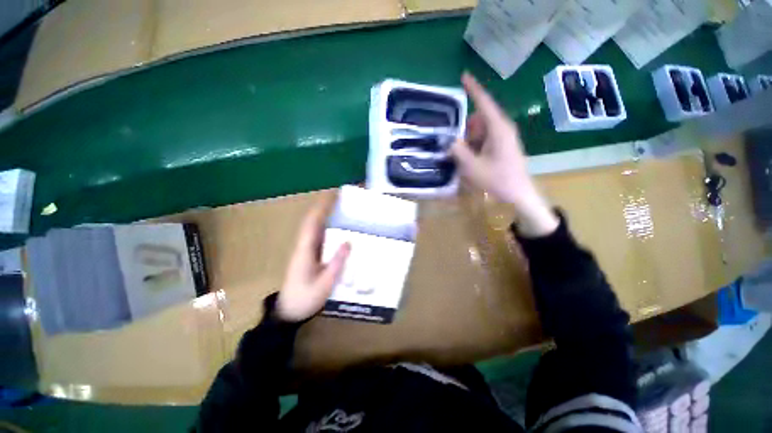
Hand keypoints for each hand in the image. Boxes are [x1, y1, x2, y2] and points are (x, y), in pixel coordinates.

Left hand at [276, 194, 350, 321]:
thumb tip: (348, 242)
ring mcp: (304, 252)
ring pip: (313, 229)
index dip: (320, 209)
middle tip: (339, 200)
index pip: (311, 224)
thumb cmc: (305, 299)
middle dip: (323, 209)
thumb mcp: (325, 283)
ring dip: (324, 217)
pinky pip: (317, 238)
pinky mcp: (307, 257)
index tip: (330, 196)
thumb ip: (337, 263)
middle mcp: (303, 247)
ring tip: (339, 209)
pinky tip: (336, 229)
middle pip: (312, 223)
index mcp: (304, 251)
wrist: (288, 313)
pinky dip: (325, 229)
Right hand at [451, 73, 557, 236]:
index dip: (473, 89)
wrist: (519, 194)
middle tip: (456, 147)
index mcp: (498, 129)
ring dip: (469, 141)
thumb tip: (449, 140)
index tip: (464, 76)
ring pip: (481, 131)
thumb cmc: (497, 180)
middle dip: (466, 130)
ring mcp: (503, 138)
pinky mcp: (502, 146)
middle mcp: (502, 129)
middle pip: (479, 119)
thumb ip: (458, 151)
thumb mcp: (472, 166)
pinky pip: (484, 140)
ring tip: (464, 159)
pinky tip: (471, 161)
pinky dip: (475, 147)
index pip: (484, 103)